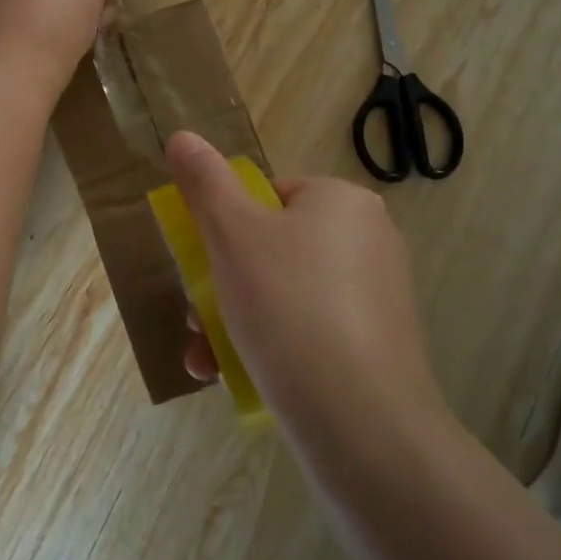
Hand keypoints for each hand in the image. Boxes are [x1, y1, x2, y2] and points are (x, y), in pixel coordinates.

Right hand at [166, 131, 444, 439]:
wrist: (362, 422)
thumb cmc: (288, 307)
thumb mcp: (232, 234)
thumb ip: (204, 182)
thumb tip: (182, 137)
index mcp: (341, 202)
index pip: (267, 196)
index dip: (224, 228)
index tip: (202, 266)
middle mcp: (369, 239)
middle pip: (271, 248)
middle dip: (221, 285)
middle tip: (194, 319)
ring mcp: (378, 296)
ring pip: (285, 295)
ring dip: (233, 321)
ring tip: (205, 360)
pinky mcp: (378, 345)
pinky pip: (310, 331)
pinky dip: (271, 346)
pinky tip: (236, 377)